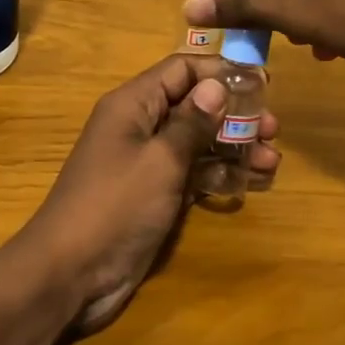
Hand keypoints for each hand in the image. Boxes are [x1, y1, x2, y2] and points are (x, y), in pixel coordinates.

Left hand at [21, 55, 280, 334]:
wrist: (70, 273)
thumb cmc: (115, 206)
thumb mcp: (159, 160)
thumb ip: (192, 122)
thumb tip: (217, 84)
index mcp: (133, 104)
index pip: (182, 70)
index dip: (221, 72)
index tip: (263, 82)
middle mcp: (140, 125)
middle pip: (194, 105)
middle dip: (234, 114)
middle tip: (273, 128)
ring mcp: (148, 162)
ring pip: (198, 142)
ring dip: (234, 148)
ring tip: (272, 161)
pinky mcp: (155, 194)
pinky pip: (193, 173)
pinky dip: (220, 175)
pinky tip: (252, 183)